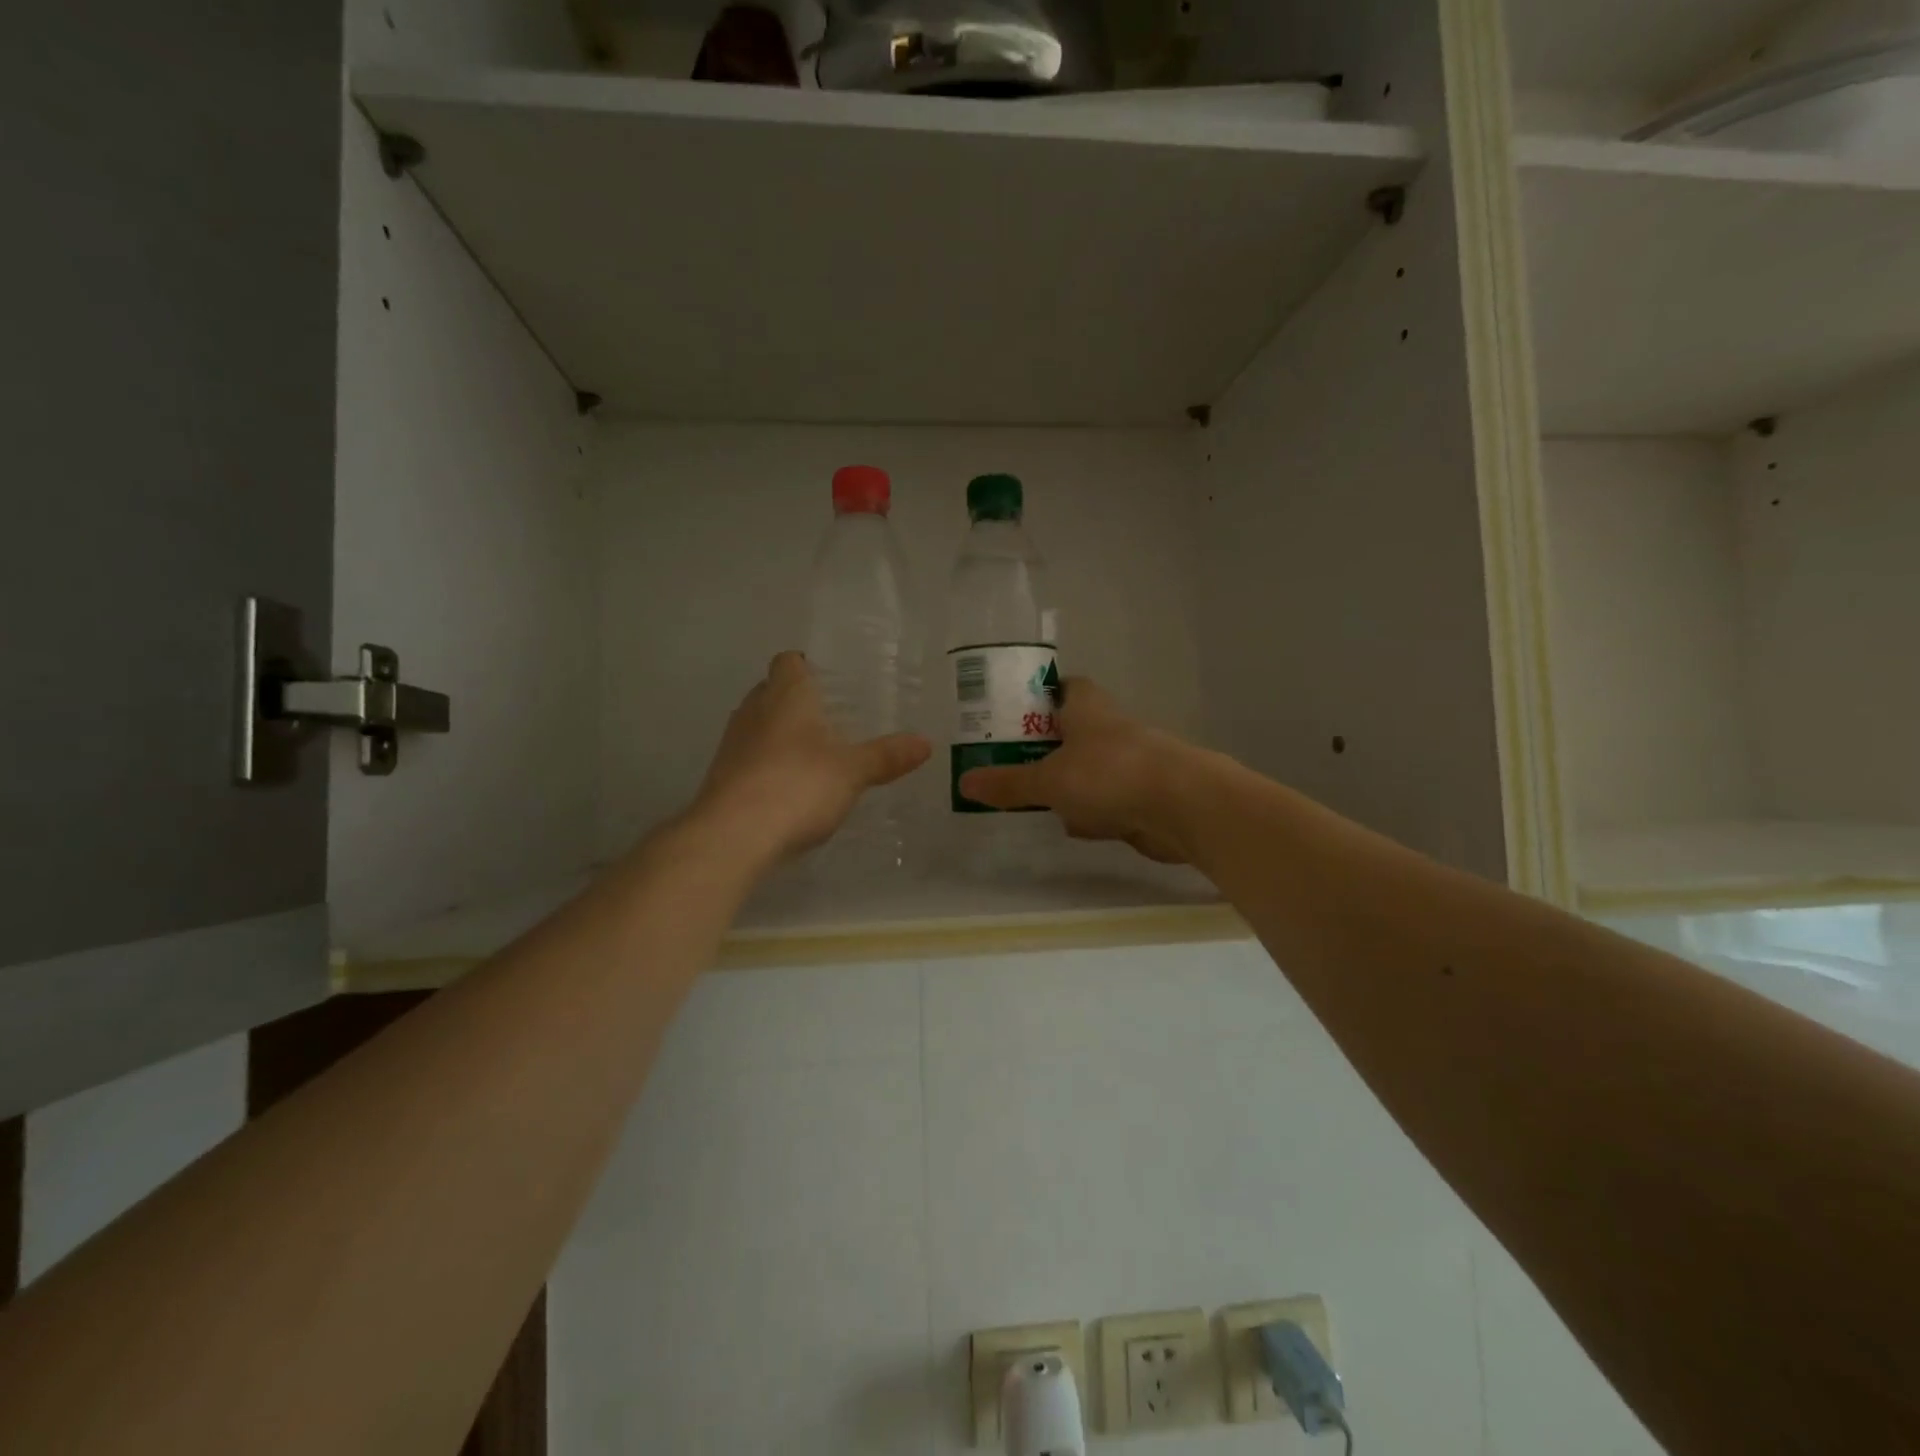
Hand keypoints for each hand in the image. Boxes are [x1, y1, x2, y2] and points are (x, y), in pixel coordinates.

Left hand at [692, 652, 931, 864]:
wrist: (733, 836)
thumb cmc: (798, 785)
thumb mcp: (853, 772)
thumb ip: (887, 756)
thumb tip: (926, 743)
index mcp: (786, 695)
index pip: (790, 661)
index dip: (808, 665)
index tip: (831, 680)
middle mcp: (754, 710)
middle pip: (773, 692)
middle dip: (798, 702)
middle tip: (833, 718)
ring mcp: (733, 744)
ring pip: (759, 726)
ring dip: (781, 735)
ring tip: (815, 755)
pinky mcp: (723, 777)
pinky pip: (750, 759)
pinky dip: (769, 766)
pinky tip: (792, 789)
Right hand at [957, 678, 1191, 863]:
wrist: (1183, 807)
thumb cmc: (1110, 774)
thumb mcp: (1049, 780)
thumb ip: (1009, 783)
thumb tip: (964, 782)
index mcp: (1088, 707)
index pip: (1063, 686)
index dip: (1039, 695)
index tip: (1012, 712)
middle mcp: (1110, 728)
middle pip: (1072, 731)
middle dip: (1045, 748)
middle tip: (1008, 763)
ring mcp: (1130, 763)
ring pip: (1089, 769)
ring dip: (1068, 783)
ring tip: (1031, 800)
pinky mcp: (1143, 796)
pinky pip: (1108, 801)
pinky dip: (1093, 813)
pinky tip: (1075, 829)